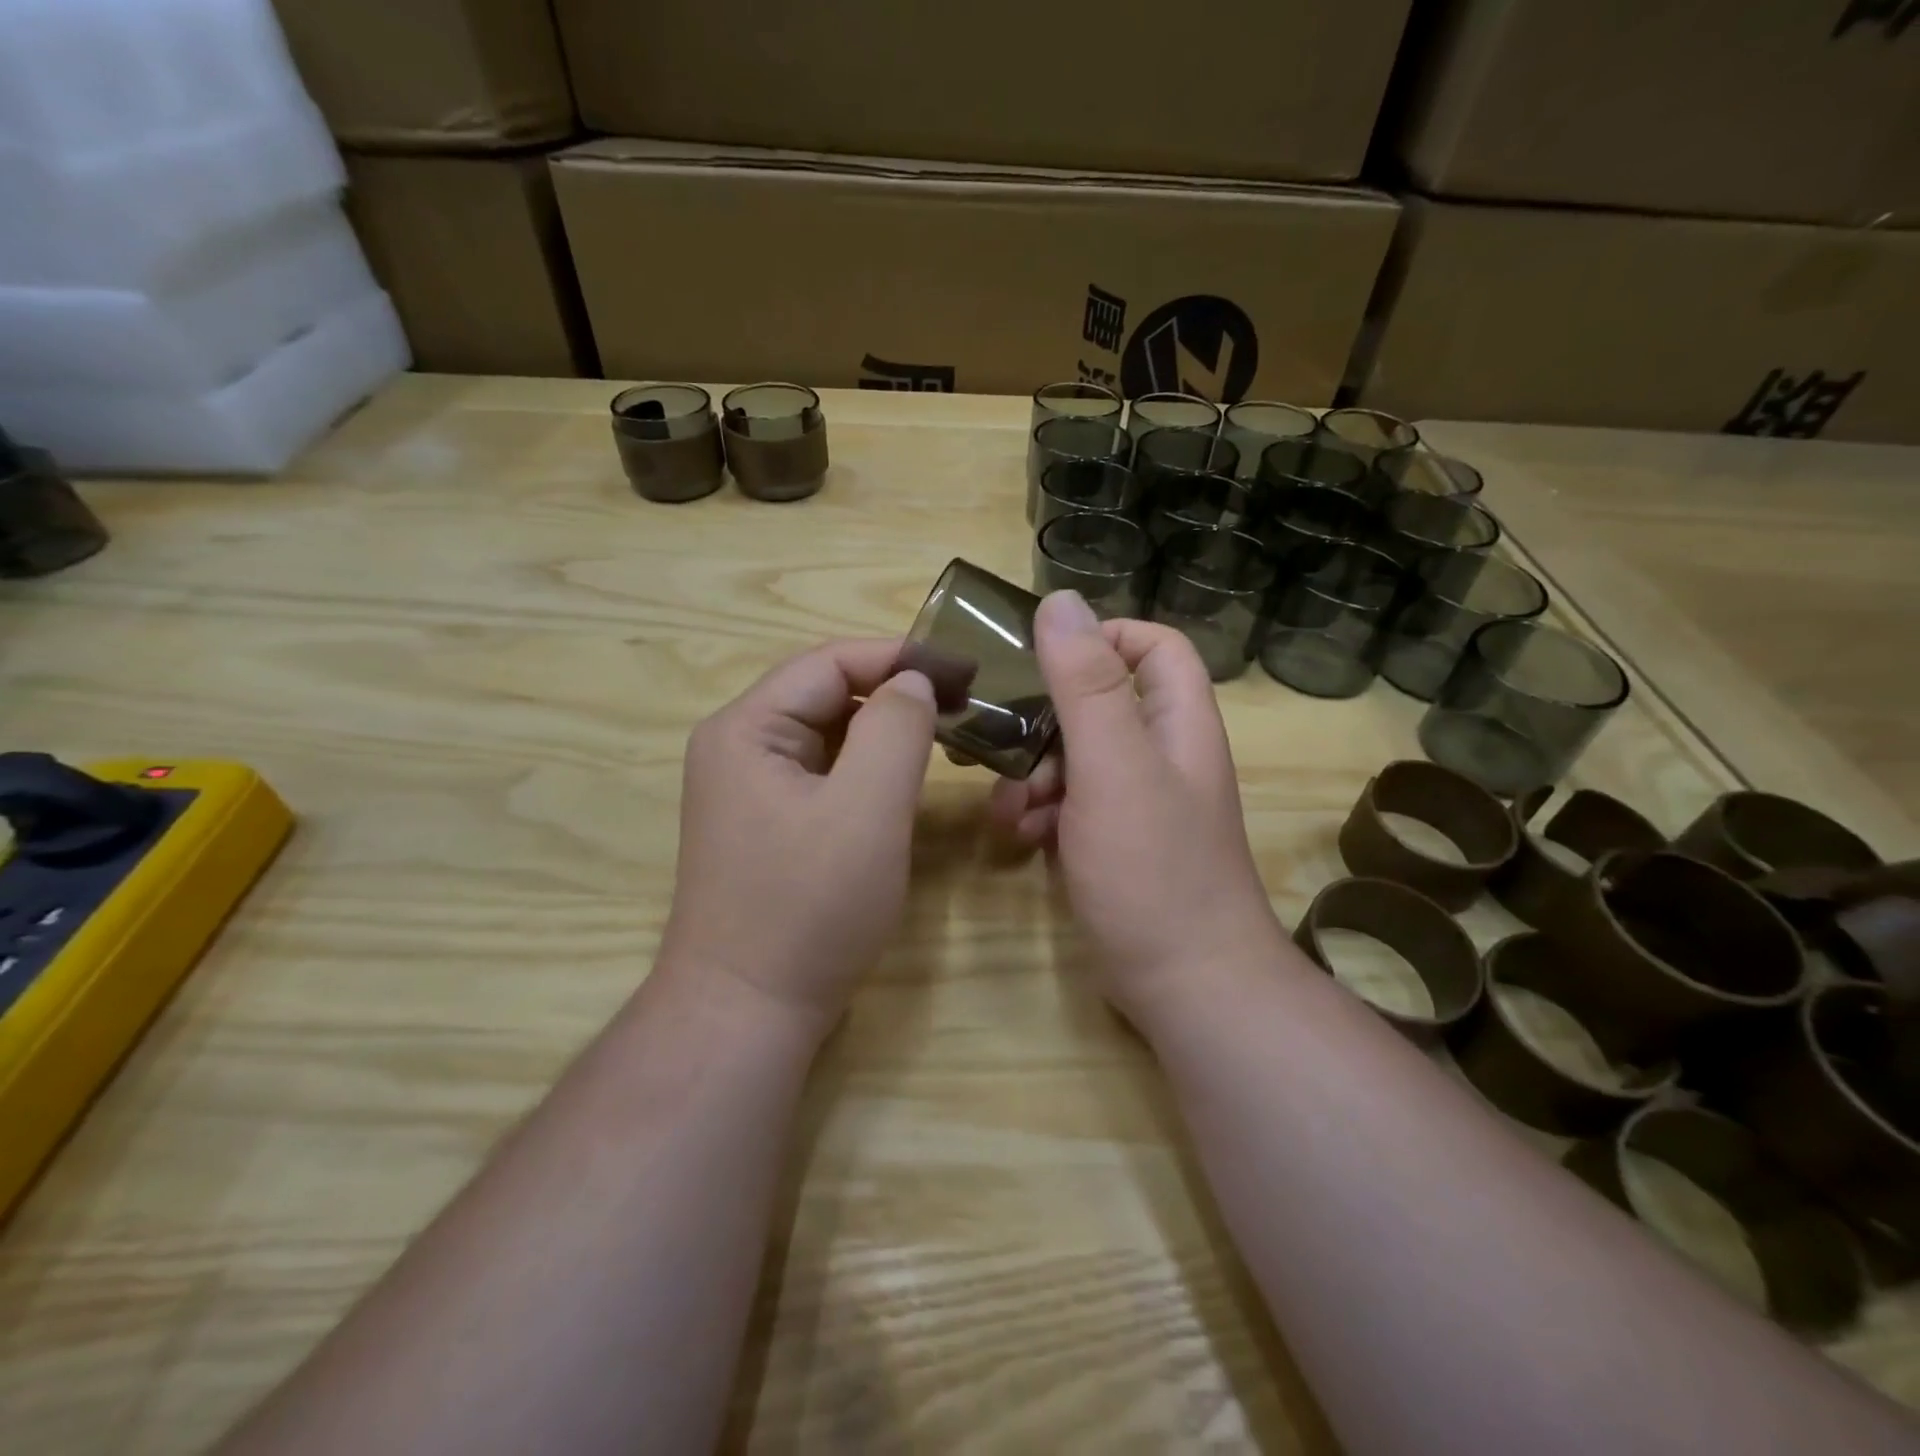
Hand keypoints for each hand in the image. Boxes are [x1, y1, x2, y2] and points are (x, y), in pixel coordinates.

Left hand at [661, 640, 935, 1035]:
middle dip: (895, 692)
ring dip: (885, 729)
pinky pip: (824, 772)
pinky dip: (867, 766)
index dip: (899, 657)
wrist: (748, 1012)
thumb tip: (914, 681)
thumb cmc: (809, 908)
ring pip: (829, 734)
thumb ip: (896, 729)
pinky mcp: (768, 822)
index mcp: (746, 728)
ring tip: (946, 735)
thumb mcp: (866, 809)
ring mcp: (749, 787)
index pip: (829, 663)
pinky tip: (904, 778)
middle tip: (964, 704)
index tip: (965, 669)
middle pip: (826, 694)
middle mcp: (738, 746)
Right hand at [990, 592, 1284, 1024]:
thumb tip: (1063, 602)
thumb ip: (1087, 685)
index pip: (1154, 647)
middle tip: (1001, 741)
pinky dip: (1040, 813)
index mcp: (1177, 723)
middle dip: (1045, 720)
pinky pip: (1070, 805)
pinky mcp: (1114, 843)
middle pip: (1099, 703)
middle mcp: (1162, 754)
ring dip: (1032, 774)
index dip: (1105, 637)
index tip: (1044, 657)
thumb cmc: (1153, 869)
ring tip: (1008, 808)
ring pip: (1075, 758)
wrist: (1186, 985)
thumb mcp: (1114, 767)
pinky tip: (1020, 839)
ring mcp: (1138, 802)